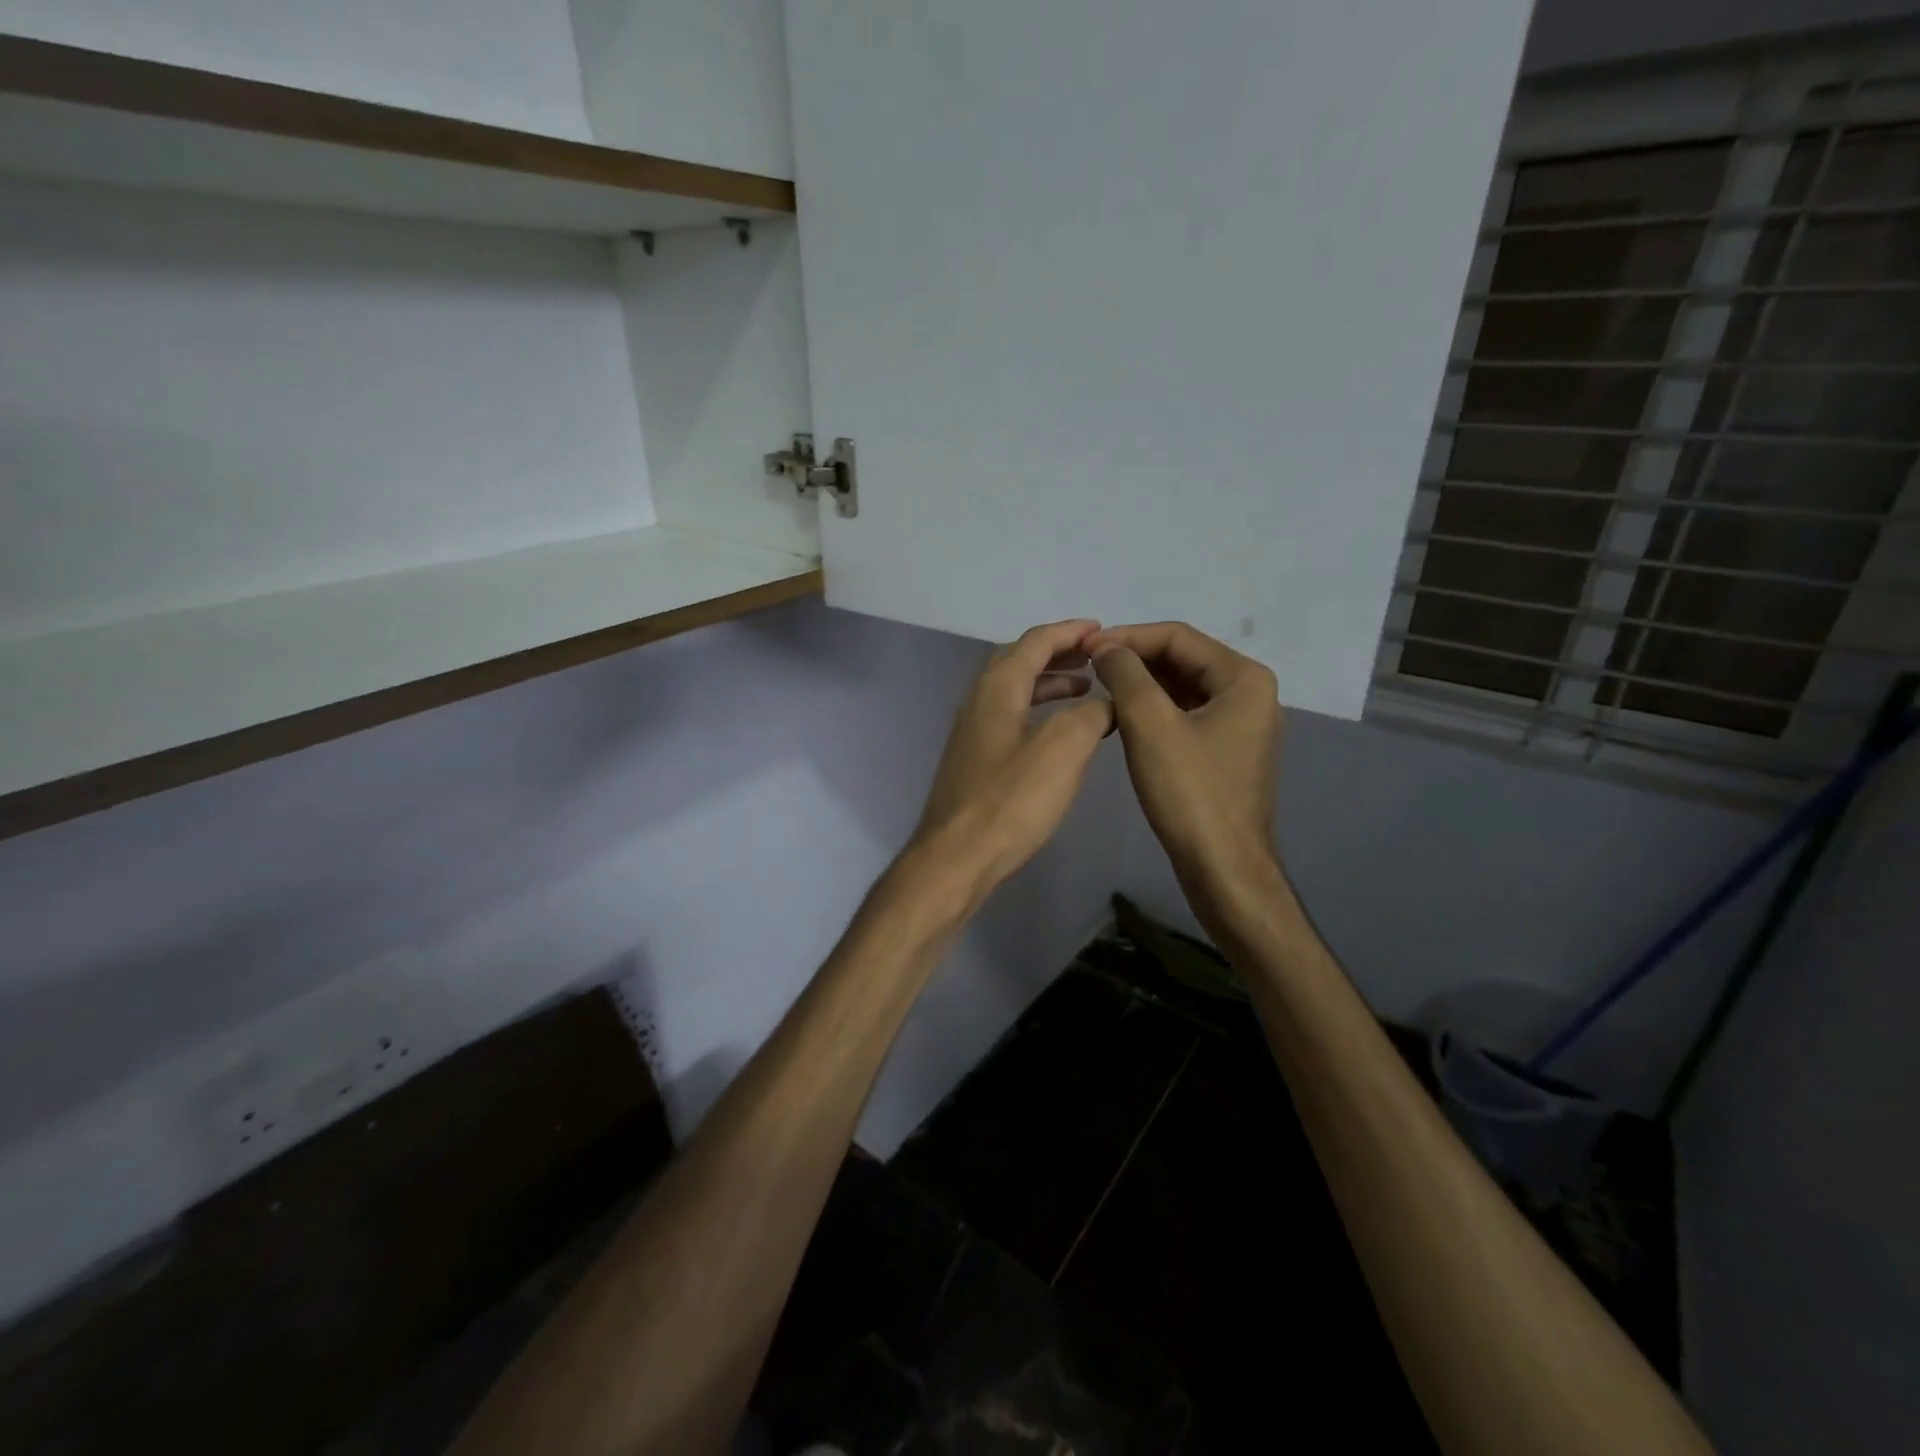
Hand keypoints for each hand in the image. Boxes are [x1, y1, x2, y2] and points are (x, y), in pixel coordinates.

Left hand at [908, 619, 1113, 899]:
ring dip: (1049, 684)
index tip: (1101, 629)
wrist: (957, 858)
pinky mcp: (975, 762)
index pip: (1035, 642)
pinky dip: (1039, 712)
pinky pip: (1011, 719)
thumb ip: (1090, 714)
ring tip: (1086, 690)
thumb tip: (1106, 702)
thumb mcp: (1063, 748)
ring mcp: (973, 733)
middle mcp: (979, 702)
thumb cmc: (1010, 800)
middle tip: (1096, 657)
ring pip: (1014, 692)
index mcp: (997, 688)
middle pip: (1019, 661)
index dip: (1070, 632)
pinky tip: (1058, 734)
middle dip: (1058, 653)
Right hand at [1087, 622, 1282, 910]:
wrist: (1222, 868)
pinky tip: (1123, 718)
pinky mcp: (1227, 752)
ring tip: (1100, 688)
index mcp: (1244, 678)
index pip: (1178, 637)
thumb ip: (1126, 675)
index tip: (1085, 647)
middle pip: (1183, 659)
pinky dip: (1155, 710)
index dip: (1128, 636)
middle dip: (1135, 659)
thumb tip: (1105, 647)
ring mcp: (1242, 725)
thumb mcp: (1150, 725)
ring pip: (1183, 688)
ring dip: (1142, 685)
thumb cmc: (1190, 792)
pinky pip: (1187, 715)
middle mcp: (1250, 693)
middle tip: (1088, 667)